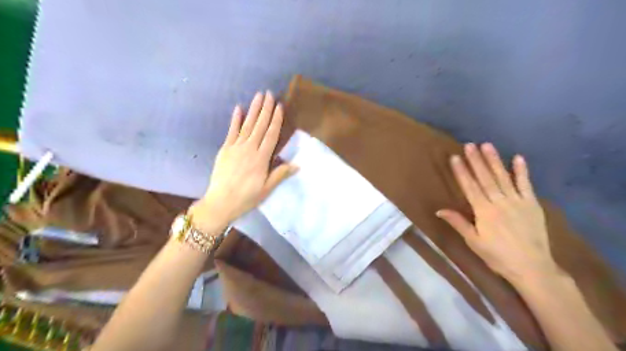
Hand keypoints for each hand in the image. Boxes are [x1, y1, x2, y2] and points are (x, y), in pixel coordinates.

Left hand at [191, 91, 297, 227]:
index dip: (276, 120)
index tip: (279, 106)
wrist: (220, 203)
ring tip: (258, 96)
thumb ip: (280, 174)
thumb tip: (297, 164)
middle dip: (266, 109)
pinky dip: (235, 119)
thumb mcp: (267, 189)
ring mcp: (235, 147)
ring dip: (253, 110)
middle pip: (260, 126)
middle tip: (270, 94)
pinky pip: (231, 131)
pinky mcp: (225, 149)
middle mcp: (249, 149)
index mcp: (261, 159)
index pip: (271, 135)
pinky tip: (239, 108)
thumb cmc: (246, 198)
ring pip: (247, 125)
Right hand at [437, 142, 559, 281]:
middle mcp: (499, 202)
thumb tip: (439, 210)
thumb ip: (458, 223)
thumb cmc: (497, 256)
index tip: (455, 157)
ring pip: (503, 177)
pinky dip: (522, 171)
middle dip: (476, 160)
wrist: (532, 267)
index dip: (462, 172)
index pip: (470, 187)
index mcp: (484, 212)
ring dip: (494, 161)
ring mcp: (517, 201)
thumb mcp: (473, 241)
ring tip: (487, 145)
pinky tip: (518, 157)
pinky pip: (526, 185)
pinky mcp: (532, 204)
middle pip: (485, 178)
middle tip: (469, 144)